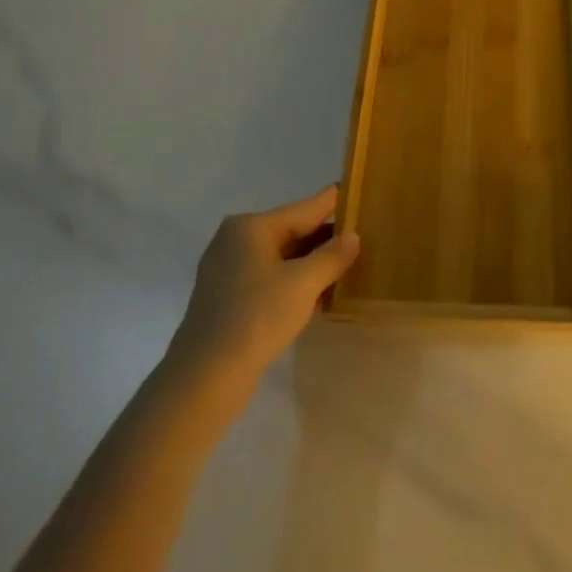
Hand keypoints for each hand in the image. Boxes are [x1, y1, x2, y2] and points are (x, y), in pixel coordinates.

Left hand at [167, 186, 359, 403]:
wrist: (205, 377)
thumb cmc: (256, 318)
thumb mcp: (303, 284)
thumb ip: (332, 256)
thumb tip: (353, 236)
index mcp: (251, 227)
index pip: (305, 208)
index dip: (335, 203)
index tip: (361, 195)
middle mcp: (236, 240)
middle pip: (293, 231)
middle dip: (327, 238)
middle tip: (365, 237)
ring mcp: (229, 270)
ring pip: (283, 258)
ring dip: (313, 263)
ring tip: (350, 264)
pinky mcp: (229, 298)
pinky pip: (271, 279)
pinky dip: (295, 282)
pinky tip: (321, 293)